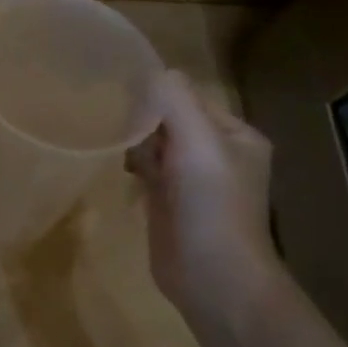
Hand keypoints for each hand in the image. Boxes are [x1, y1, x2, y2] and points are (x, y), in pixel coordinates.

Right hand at [126, 69, 282, 318]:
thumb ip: (175, 102)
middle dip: (144, 117)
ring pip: (156, 144)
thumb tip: (152, 70)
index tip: (123, 92)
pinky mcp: (167, 203)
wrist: (213, 277)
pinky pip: (146, 170)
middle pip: (170, 119)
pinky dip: (132, 164)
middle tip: (112, 117)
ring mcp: (191, 181)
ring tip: (112, 140)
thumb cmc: (213, 205)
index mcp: (235, 136)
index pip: (190, 98)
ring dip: (135, 141)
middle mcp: (216, 154)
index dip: (159, 94)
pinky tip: (118, 167)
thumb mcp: (199, 143)